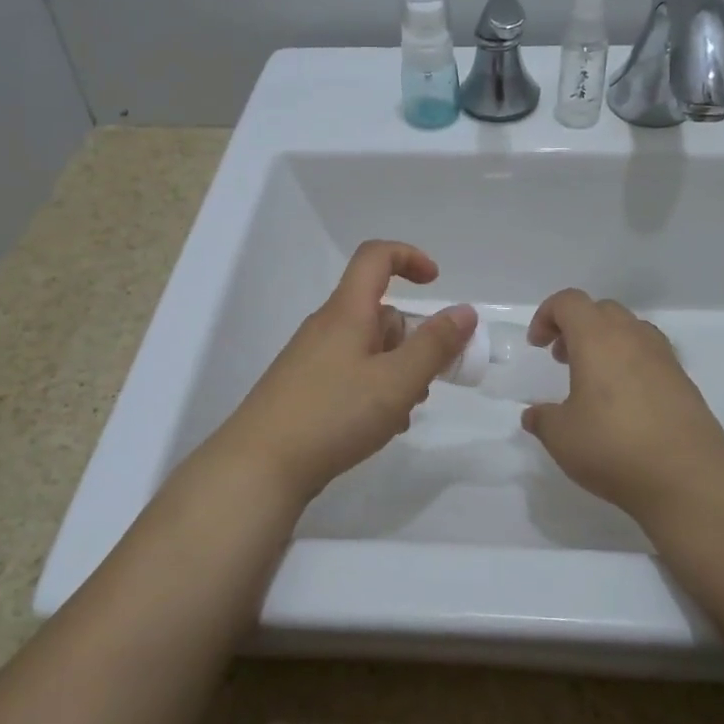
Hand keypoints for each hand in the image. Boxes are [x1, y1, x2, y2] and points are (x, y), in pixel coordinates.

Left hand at [214, 240, 476, 502]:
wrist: (259, 466)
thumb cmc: (333, 415)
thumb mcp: (396, 381)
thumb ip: (434, 345)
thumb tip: (464, 311)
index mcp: (346, 312)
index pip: (376, 258)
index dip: (410, 258)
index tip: (436, 284)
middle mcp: (326, 327)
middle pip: (379, 312)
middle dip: (412, 340)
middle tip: (428, 380)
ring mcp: (311, 359)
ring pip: (368, 349)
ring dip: (396, 371)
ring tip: (402, 413)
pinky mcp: (304, 389)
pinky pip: (351, 375)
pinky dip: (374, 390)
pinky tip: (380, 427)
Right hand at [521, 289, 723, 523]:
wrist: (687, 476)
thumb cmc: (613, 447)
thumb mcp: (561, 437)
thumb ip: (543, 419)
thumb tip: (534, 415)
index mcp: (597, 339)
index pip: (569, 302)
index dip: (547, 315)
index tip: (538, 346)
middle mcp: (632, 337)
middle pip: (601, 310)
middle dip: (576, 327)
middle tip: (562, 358)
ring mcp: (663, 357)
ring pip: (630, 330)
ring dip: (605, 342)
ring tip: (593, 379)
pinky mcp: (683, 381)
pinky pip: (650, 355)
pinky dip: (630, 363)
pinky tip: (624, 402)